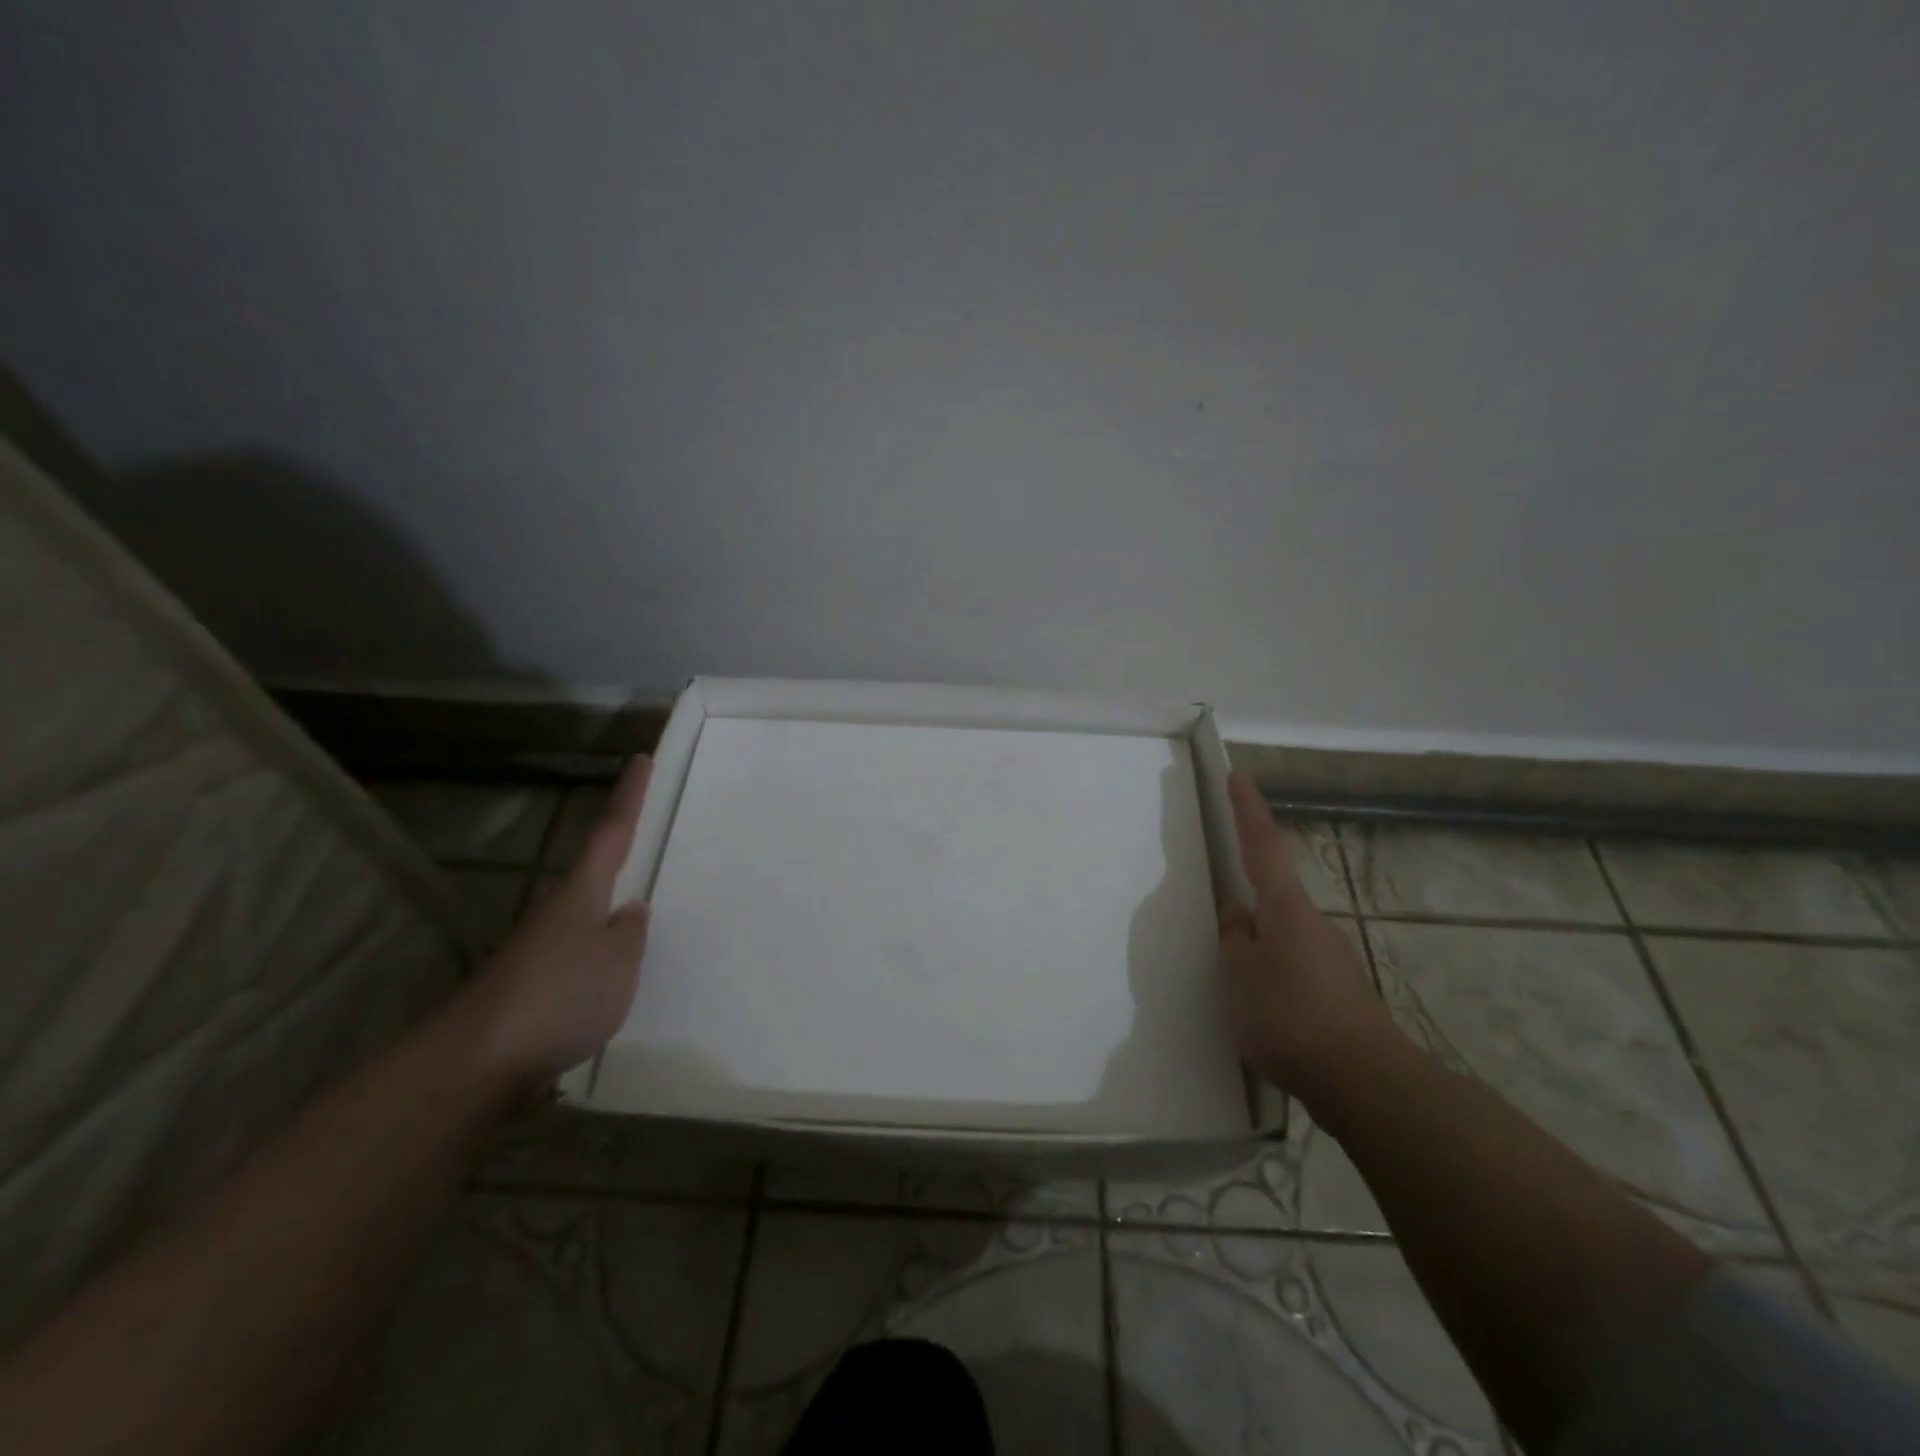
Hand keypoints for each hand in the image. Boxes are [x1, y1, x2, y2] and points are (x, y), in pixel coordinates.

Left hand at [463, 756, 654, 1081]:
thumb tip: (631, 910)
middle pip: (592, 871)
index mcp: (581, 893)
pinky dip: (598, 954)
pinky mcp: (530, 987)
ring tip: (641, 917)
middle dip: (618, 852)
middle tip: (646, 836)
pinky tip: (611, 978)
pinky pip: (576, 955)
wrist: (477, 1062)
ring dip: (609, 911)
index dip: (629, 796)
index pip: (611, 832)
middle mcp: (557, 912)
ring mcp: (538, 950)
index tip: (640, 759)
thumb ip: (630, 934)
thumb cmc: (560, 995)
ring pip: (584, 916)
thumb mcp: (618, 962)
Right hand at [1219, 770, 1394, 1101]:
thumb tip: (1240, 916)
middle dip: (1249, 910)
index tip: (1240, 775)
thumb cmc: (1289, 1015)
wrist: (1364, 1082)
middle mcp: (1313, 925)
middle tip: (1222, 938)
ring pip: (1283, 941)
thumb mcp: (1239, 974)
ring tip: (1238, 994)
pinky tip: (1264, 1018)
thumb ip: (1234, 938)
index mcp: (1285, 909)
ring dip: (1259, 955)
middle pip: (1274, 900)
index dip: (1248, 811)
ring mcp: (1331, 960)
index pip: (1262, 847)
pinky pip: (1294, 973)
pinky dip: (1274, 983)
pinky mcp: (1339, 996)